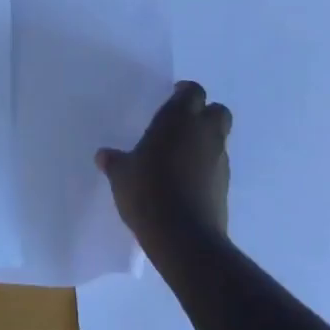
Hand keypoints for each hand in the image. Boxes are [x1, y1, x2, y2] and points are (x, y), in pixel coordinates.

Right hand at [96, 81, 231, 247]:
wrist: (184, 238)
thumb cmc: (148, 192)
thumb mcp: (122, 176)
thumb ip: (115, 162)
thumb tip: (103, 156)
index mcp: (179, 119)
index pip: (193, 91)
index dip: (184, 93)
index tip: (172, 98)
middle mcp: (204, 133)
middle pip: (217, 110)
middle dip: (204, 113)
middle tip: (182, 123)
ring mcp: (219, 160)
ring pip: (220, 139)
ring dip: (206, 140)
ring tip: (182, 154)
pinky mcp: (225, 187)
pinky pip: (218, 166)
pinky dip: (207, 166)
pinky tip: (187, 180)